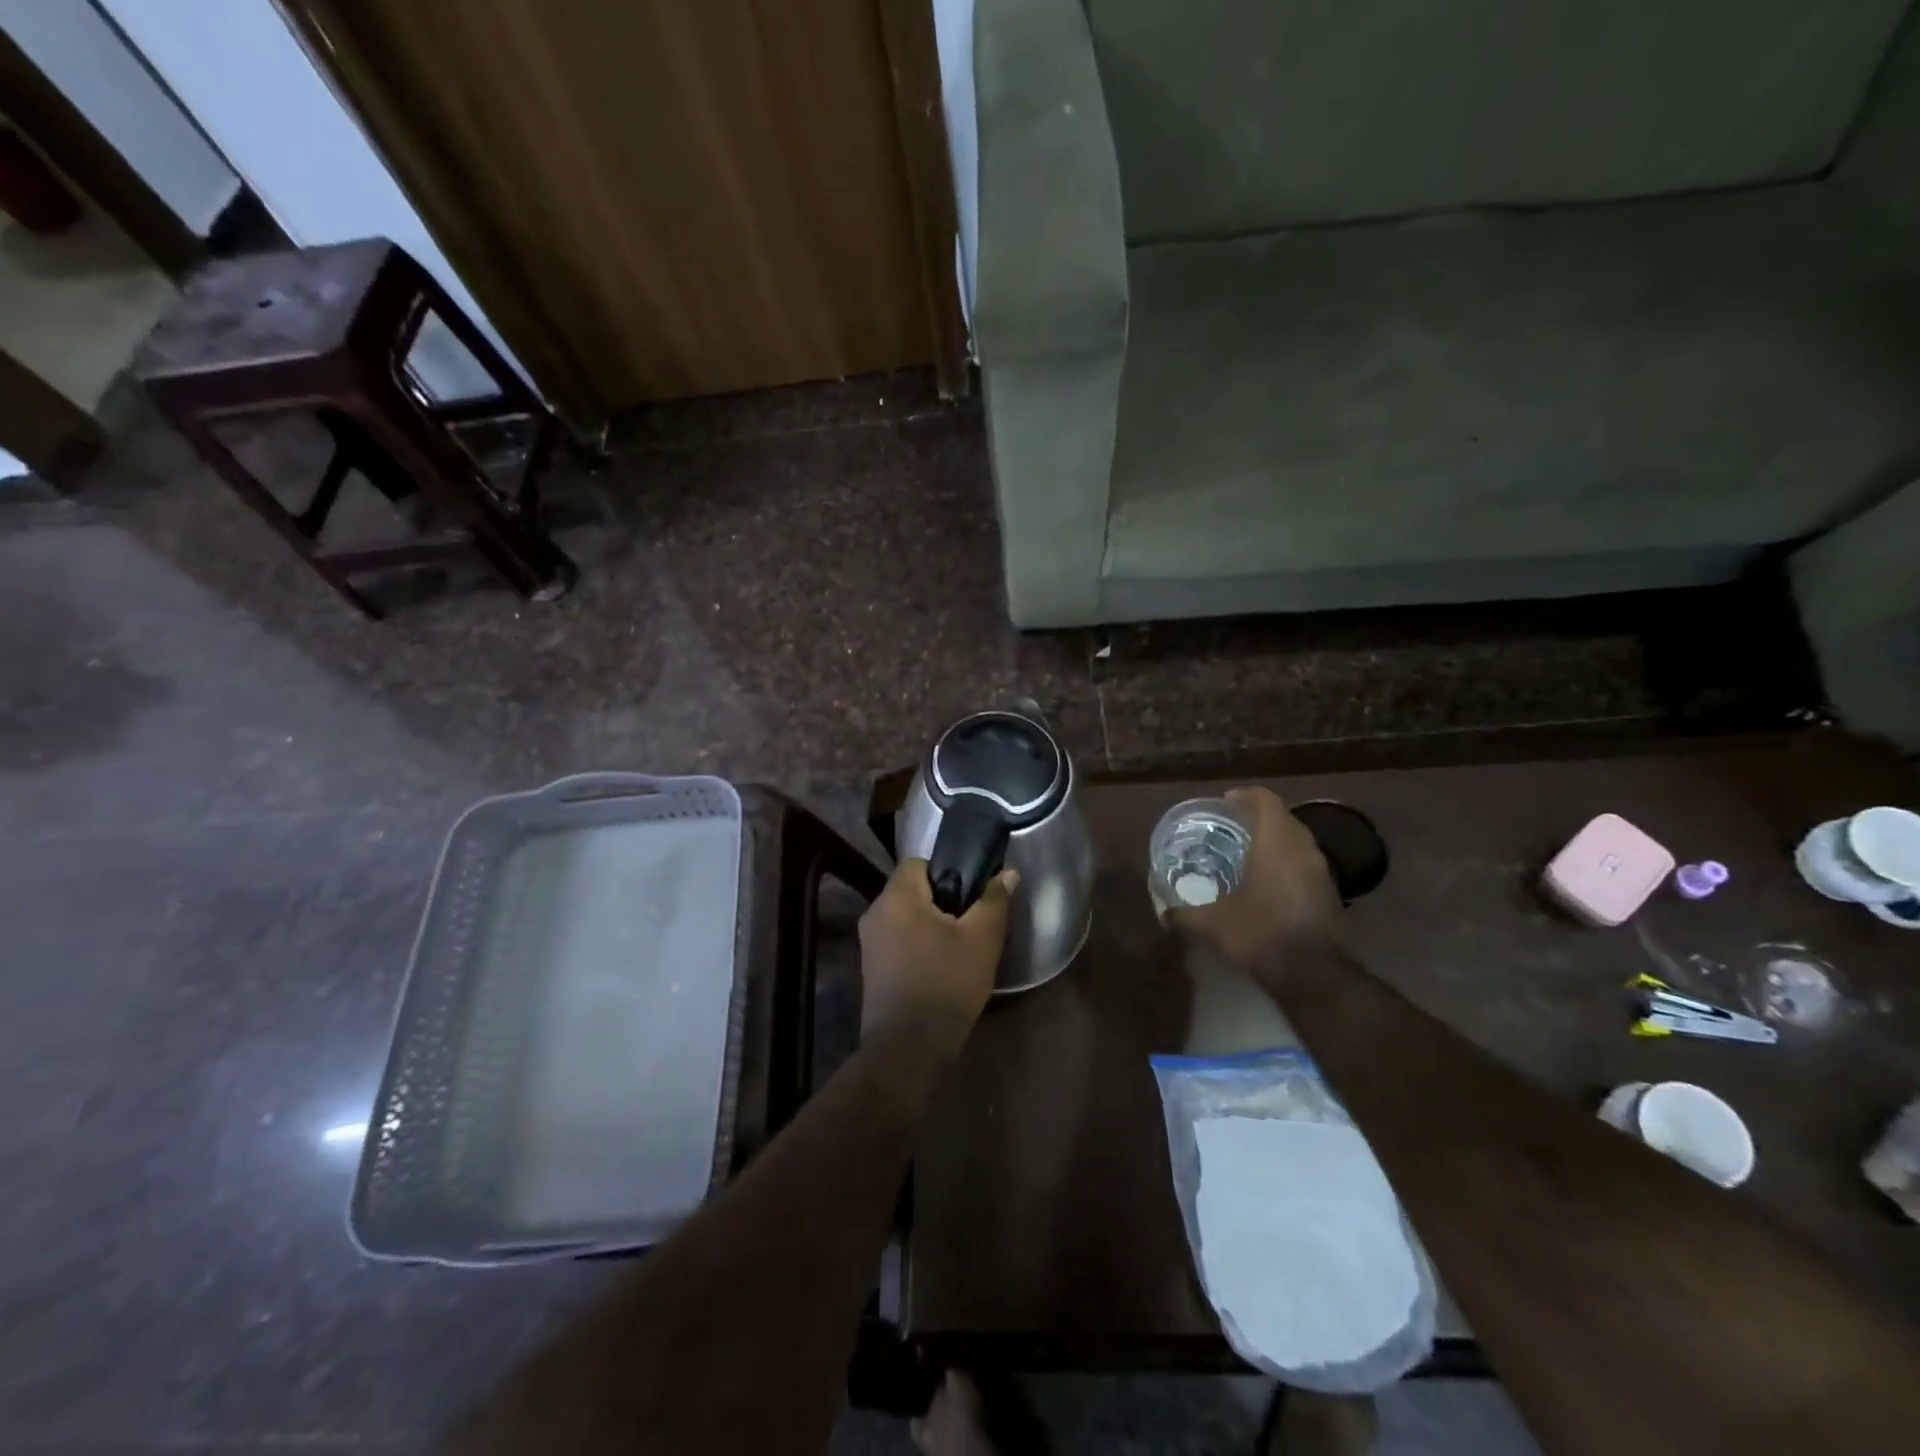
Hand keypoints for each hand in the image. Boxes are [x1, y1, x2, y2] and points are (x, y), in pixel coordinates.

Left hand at [859, 858, 1017, 1057]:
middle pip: (913, 890)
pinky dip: (919, 945)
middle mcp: (875, 912)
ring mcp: (869, 942)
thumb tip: (1008, 872)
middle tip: (972, 922)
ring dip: (932, 925)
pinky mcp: (871, 968)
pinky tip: (942, 967)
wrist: (908, 1048)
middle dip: (943, 900)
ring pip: (907, 917)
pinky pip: (899, 940)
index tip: (972, 893)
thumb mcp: (982, 940)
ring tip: (961, 946)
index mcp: (896, 896)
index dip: (949, 871)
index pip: (919, 862)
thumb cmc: (946, 984)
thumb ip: (994, 900)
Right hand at [1169, 787, 1344, 979]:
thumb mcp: (1212, 923)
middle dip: (1255, 818)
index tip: (1223, 804)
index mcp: (1276, 841)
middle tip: (1227, 829)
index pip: (1265, 799)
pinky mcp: (1329, 891)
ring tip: (1243, 854)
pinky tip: (1264, 882)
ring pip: (1295, 840)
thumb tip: (1163, 912)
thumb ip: (1184, 913)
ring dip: (1273, 840)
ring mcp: (1321, 870)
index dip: (1244, 796)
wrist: (1314, 975)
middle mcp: (1303, 847)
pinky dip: (1284, 862)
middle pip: (1281, 817)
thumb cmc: (1261, 933)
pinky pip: (1303, 862)